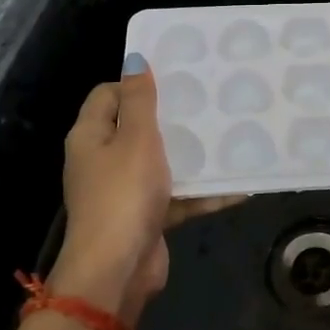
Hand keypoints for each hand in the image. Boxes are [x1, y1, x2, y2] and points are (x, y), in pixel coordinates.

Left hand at [51, 55, 243, 315]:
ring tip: (228, 136)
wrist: (117, 271)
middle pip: (136, 127)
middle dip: (171, 117)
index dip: (136, 83)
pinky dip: (201, 192)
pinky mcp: (145, 216)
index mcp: (91, 136)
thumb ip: (139, 99)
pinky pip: (176, 195)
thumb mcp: (135, 138)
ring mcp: (123, 191)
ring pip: (160, 162)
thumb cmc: (124, 193)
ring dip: (190, 154)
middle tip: (207, 102)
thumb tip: (135, 59)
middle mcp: (102, 160)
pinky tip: (238, 186)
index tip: (174, 79)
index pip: (108, 94)